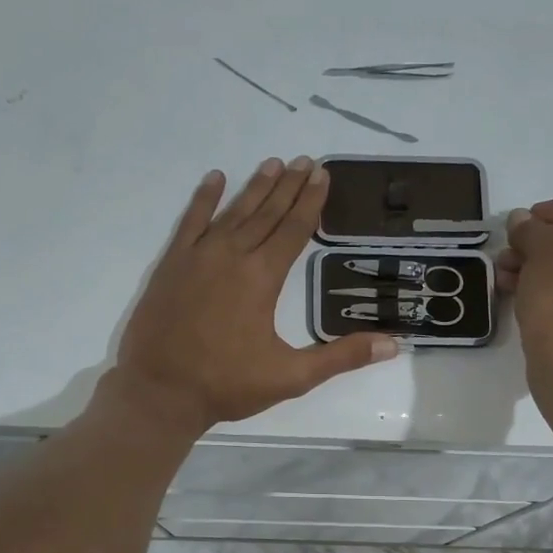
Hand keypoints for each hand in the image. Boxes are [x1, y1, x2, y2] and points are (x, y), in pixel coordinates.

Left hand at [113, 158, 398, 432]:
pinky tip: (215, 179)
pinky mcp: (171, 265)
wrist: (159, 392)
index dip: (310, 202)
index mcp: (262, 278)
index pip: (293, 230)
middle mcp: (231, 256)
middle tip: (306, 160)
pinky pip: (190, 222)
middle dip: (289, 186)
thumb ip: (341, 357)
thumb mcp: (291, 376)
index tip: (322, 175)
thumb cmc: (227, 385)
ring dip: (255, 187)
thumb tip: (393, 345)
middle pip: (266, 213)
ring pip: (233, 212)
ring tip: (273, 164)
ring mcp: (197, 257)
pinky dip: (203, 199)